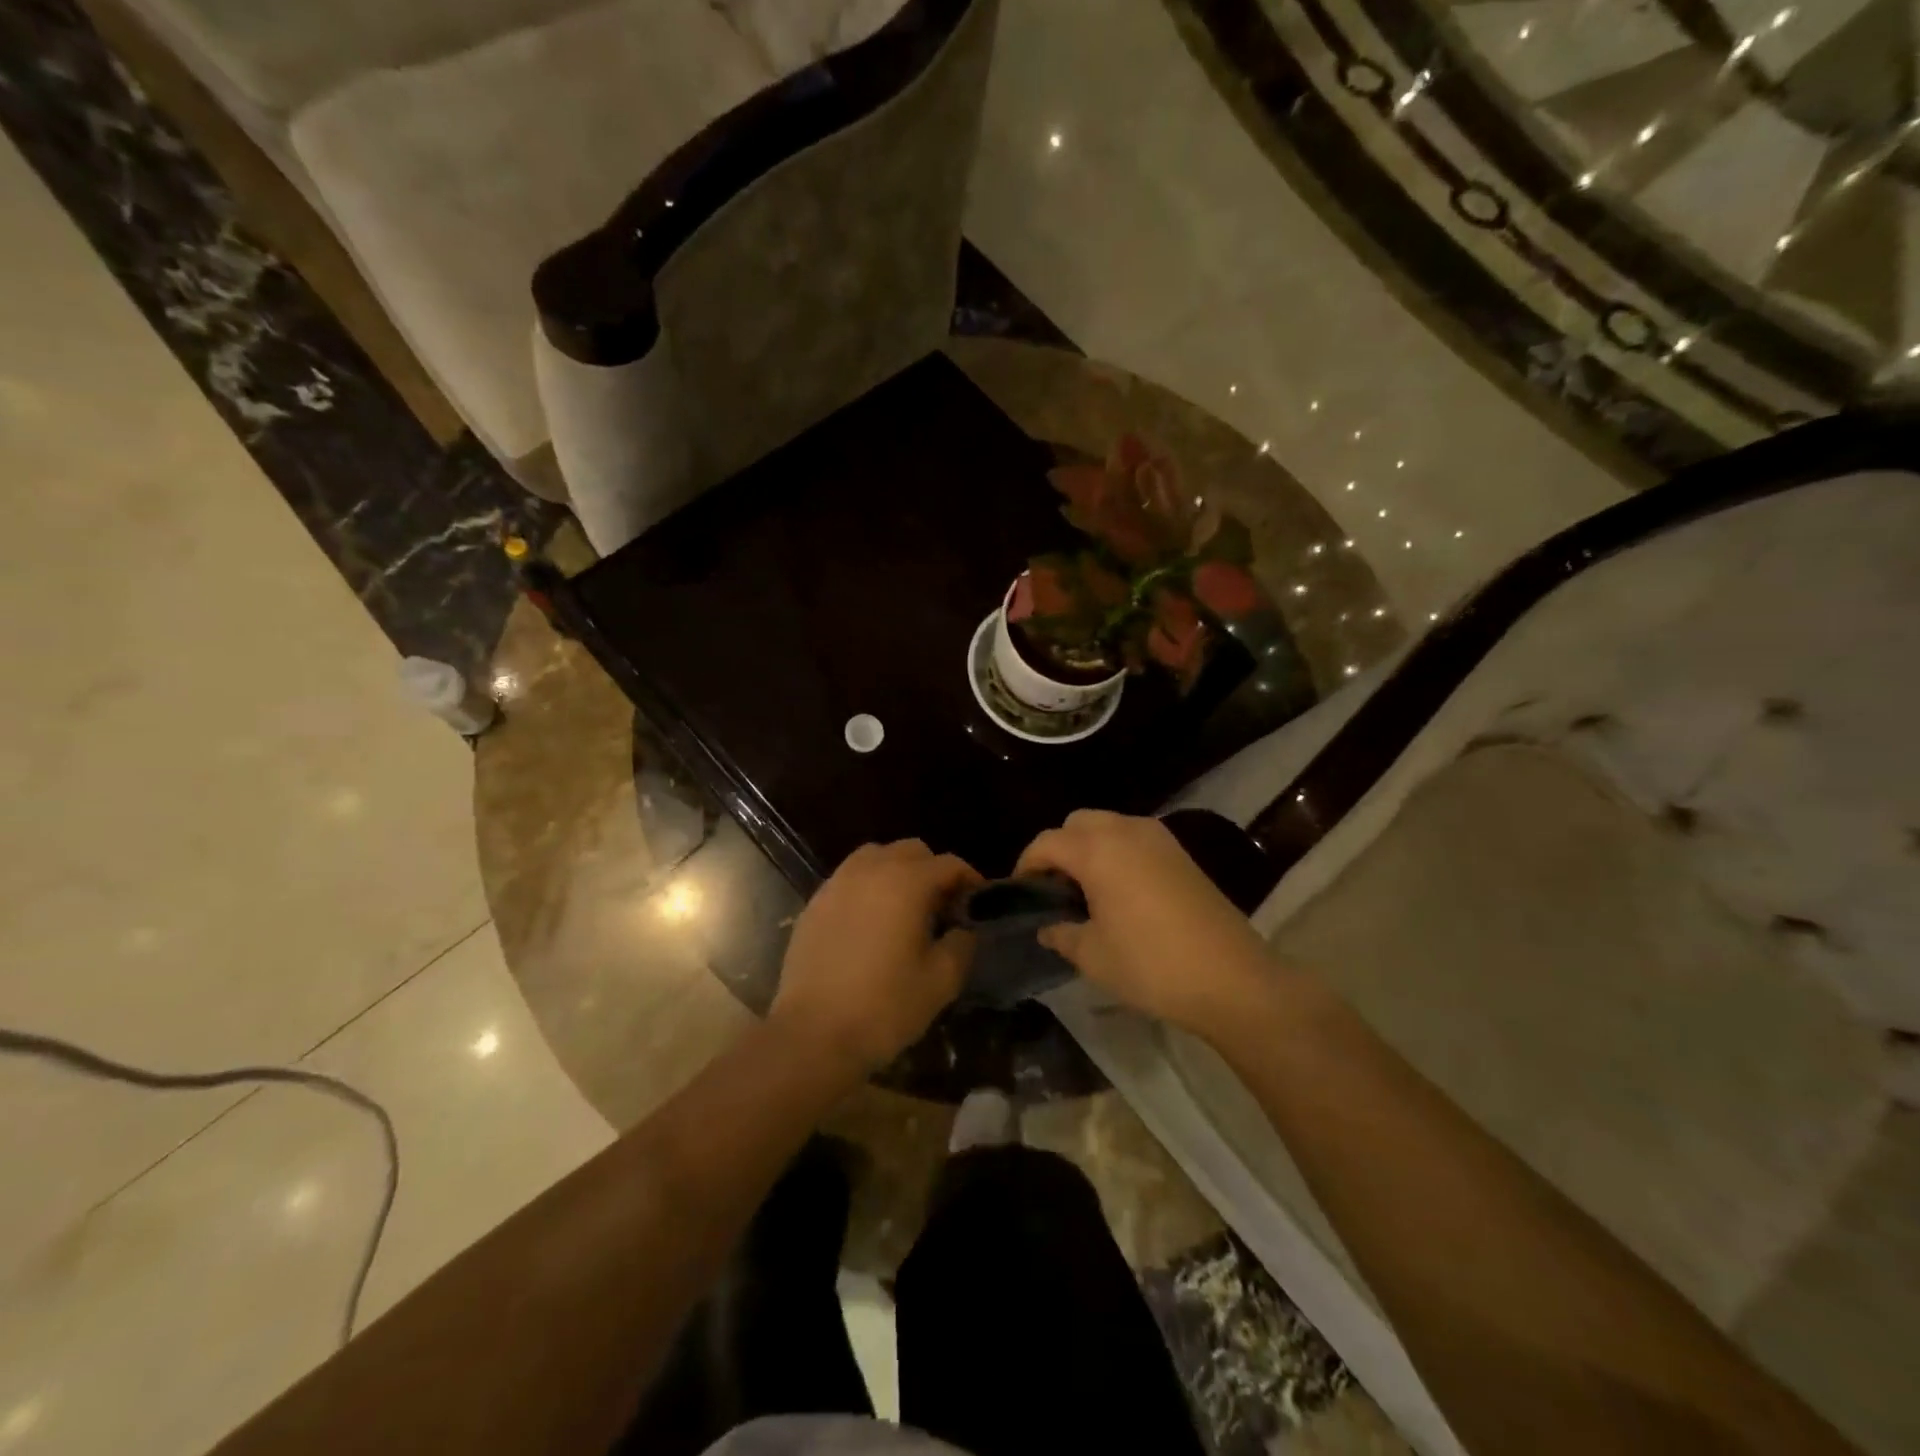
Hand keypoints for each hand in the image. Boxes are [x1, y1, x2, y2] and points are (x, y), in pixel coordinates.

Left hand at [771, 840, 981, 1073]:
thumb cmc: (884, 1007)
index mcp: (906, 882)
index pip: (948, 864)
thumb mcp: (941, 981)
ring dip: (896, 872)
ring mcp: (837, 884)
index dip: (969, 880)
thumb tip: (962, 930)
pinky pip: (849, 879)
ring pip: (875, 857)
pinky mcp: (814, 904)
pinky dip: (867, 888)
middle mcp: (870, 870)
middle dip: (932, 871)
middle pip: (911, 850)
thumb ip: (961, 945)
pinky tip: (869, 923)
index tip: (977, 904)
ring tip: (903, 909)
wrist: (812, 1035)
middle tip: (941, 907)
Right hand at [1015, 810, 1274, 1036]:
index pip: (1047, 842)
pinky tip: (1120, 892)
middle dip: (1059, 848)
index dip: (1027, 864)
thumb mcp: (1093, 956)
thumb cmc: (1152, 965)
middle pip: (1077, 822)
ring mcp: (1159, 838)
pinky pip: (1135, 838)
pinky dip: (1117, 852)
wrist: (1232, 978)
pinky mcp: (1181, 853)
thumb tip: (1048, 928)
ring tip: (1086, 890)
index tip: (1022, 893)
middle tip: (1055, 889)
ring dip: (1089, 847)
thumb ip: (1062, 934)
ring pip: (1109, 825)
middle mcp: (1127, 831)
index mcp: (1098, 850)